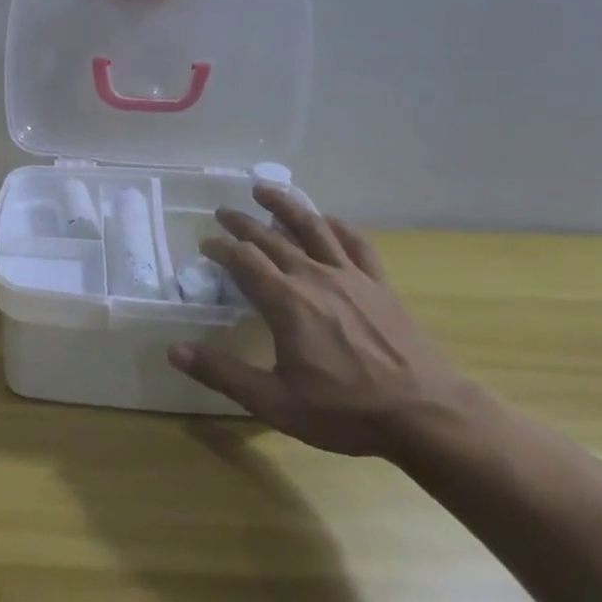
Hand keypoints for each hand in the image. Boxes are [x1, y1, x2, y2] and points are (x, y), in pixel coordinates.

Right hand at [167, 184, 476, 457]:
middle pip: (270, 238)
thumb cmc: (346, 410)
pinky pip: (355, 243)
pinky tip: (326, 219)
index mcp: (285, 301)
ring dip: (285, 204)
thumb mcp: (275, 402)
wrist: (427, 414)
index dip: (220, 248)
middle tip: (223, 212)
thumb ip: (222, 373)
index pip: (243, 260)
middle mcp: (314, 276)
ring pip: (312, 227)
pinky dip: (336, 225)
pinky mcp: (378, 283)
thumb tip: (174, 351)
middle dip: (242, 223)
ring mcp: (350, 276)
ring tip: (264, 188)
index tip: (205, 244)